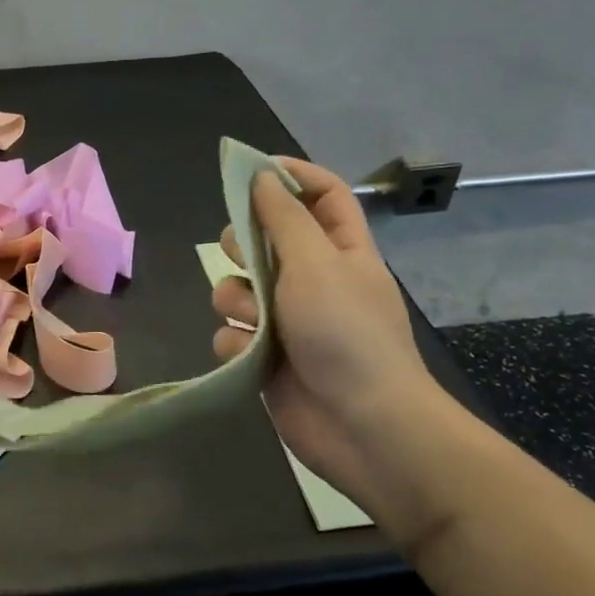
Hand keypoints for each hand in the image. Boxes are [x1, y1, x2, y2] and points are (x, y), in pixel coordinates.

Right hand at [212, 158, 449, 509]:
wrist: (361, 425)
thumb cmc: (345, 332)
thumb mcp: (316, 262)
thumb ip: (284, 217)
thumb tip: (262, 177)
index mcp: (341, 249)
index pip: (321, 194)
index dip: (290, 175)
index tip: (248, 170)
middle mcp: (313, 280)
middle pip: (266, 240)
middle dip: (244, 244)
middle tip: (240, 251)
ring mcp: (288, 321)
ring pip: (239, 290)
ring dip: (236, 300)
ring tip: (253, 318)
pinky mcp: (266, 357)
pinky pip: (232, 334)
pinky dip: (236, 343)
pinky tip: (250, 356)